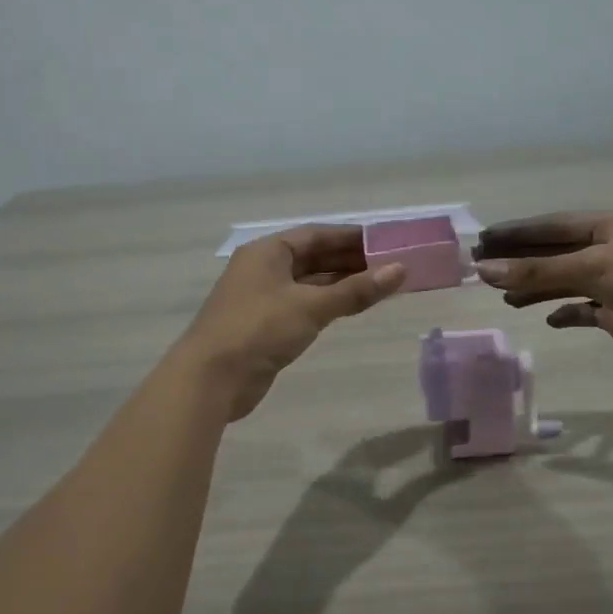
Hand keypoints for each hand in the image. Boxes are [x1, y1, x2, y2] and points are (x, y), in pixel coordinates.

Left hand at [178, 225, 405, 419]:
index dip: (351, 237)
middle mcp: (264, 269)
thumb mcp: (311, 306)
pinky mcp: (265, 327)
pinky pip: (303, 307)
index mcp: (268, 252)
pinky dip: (327, 305)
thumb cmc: (259, 329)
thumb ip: (356, 290)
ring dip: (341, 285)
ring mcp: (263, 299)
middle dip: (350, 262)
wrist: (212, 378)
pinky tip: (351, 309)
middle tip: (391, 266)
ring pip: (309, 284)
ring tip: (380, 286)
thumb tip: (400, 270)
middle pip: (313, 258)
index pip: (316, 235)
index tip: (386, 242)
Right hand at [472, 212, 612, 372]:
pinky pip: (583, 310)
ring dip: (536, 288)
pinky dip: (565, 313)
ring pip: (565, 282)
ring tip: (505, 299)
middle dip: (520, 261)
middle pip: (555, 253)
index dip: (516, 233)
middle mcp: (609, 251)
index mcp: (607, 227)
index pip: (551, 226)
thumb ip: (538, 270)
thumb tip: (485, 269)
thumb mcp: (593, 268)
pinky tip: (549, 319)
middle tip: (481, 270)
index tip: (482, 240)